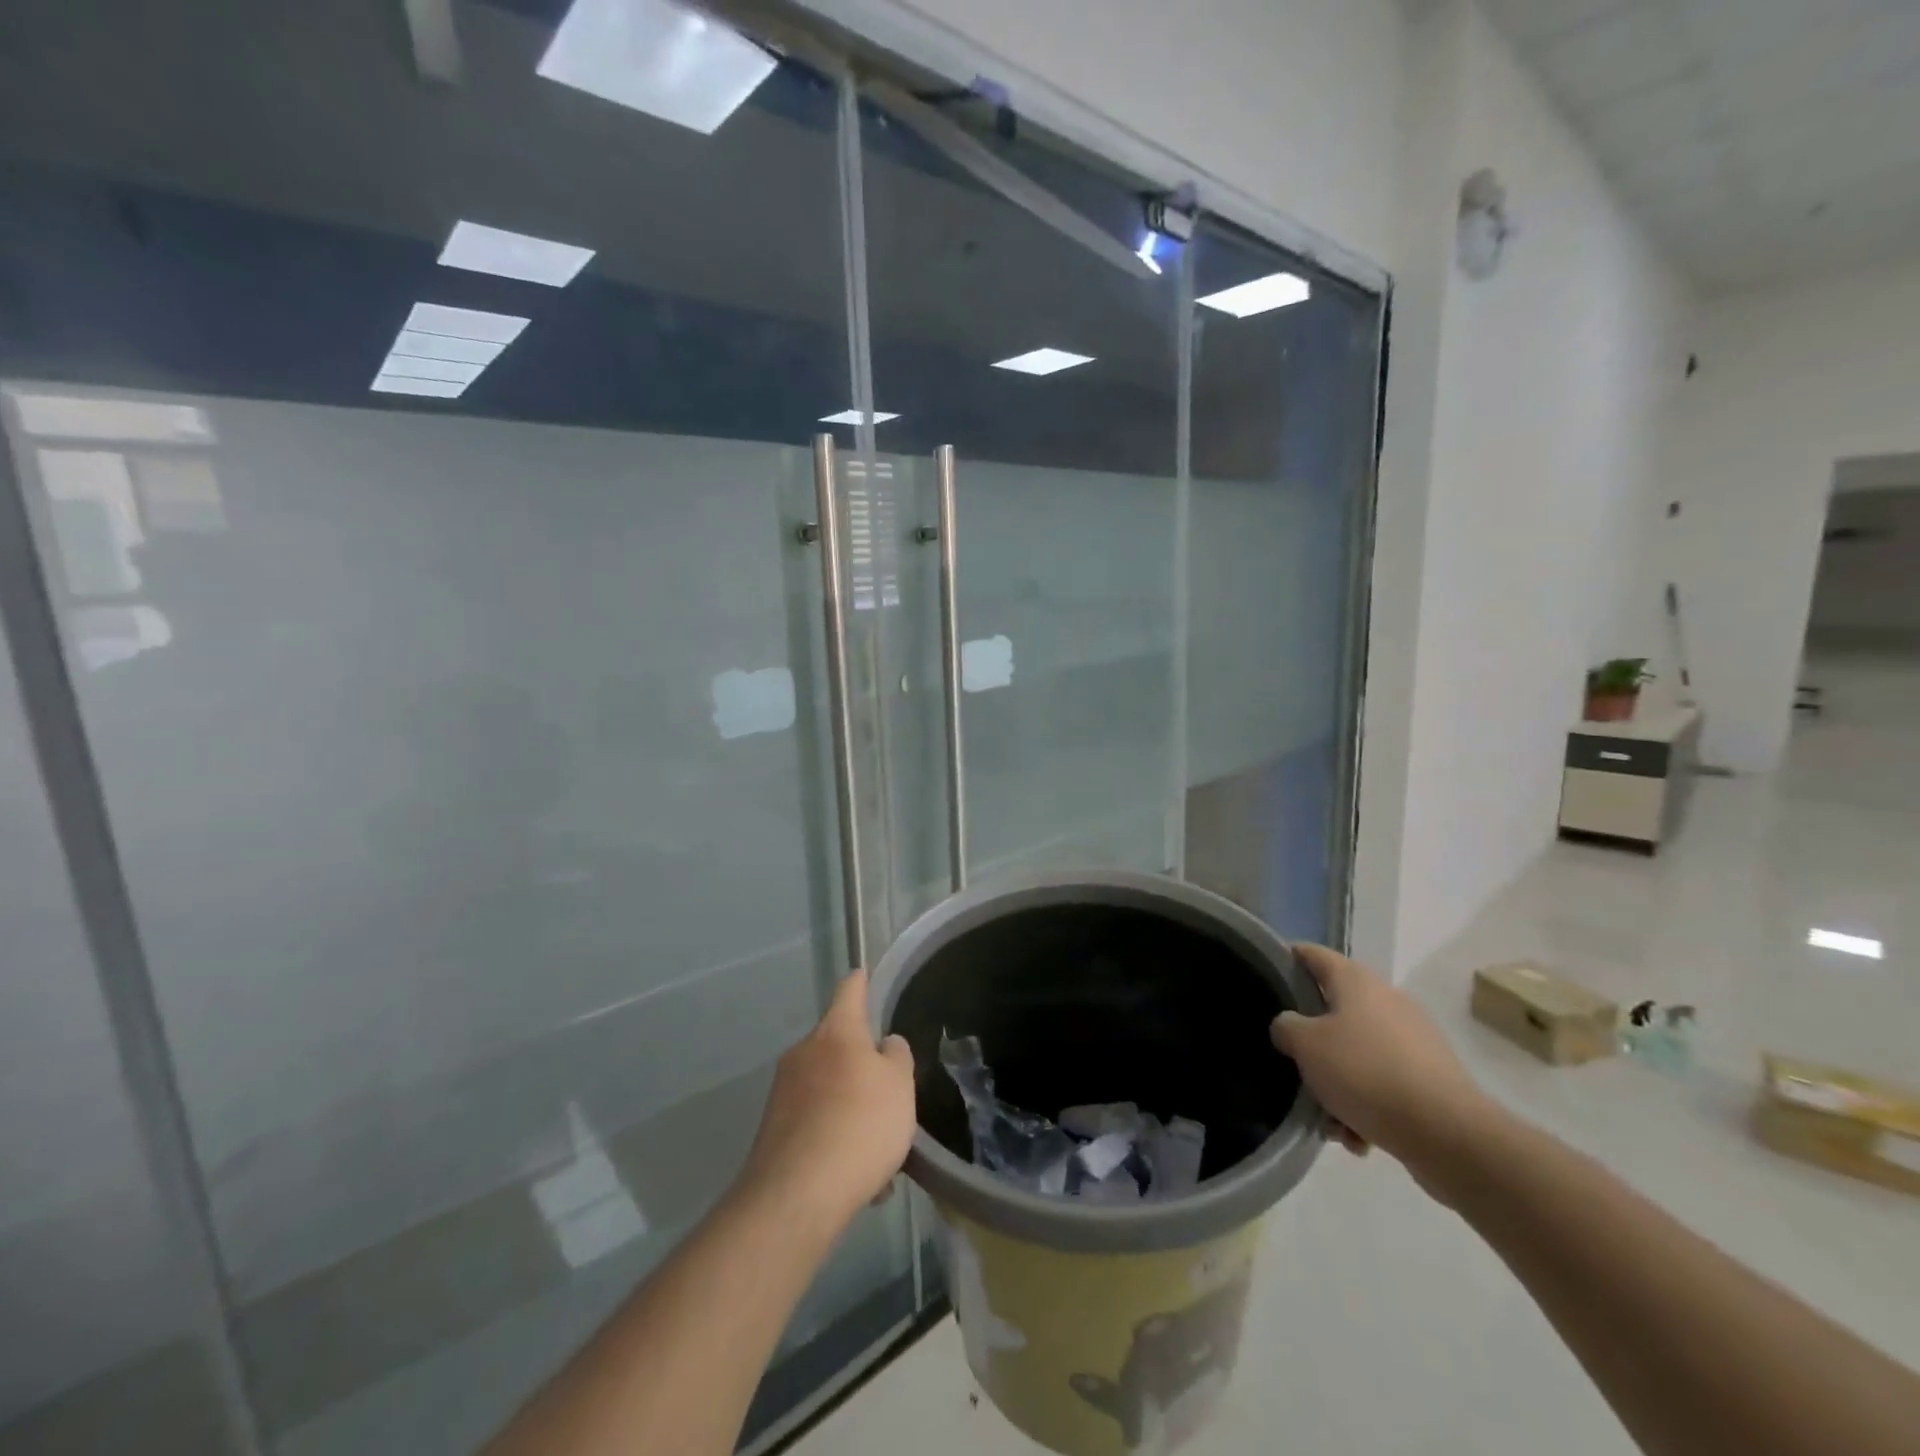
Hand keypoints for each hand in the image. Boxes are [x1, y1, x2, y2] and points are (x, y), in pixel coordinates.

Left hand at [739, 970, 915, 1233]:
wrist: (797, 1196)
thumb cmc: (860, 1125)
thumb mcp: (899, 1085)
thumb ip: (896, 1057)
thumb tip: (883, 1045)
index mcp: (836, 1032)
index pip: (849, 991)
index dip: (860, 982)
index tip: (862, 973)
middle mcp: (804, 1052)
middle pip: (838, 1045)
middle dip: (861, 1066)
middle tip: (890, 1096)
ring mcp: (783, 1091)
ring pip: (828, 1090)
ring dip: (851, 1109)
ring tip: (880, 1154)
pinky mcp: (773, 1130)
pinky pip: (815, 1124)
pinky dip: (836, 1140)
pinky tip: (858, 1180)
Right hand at [1271, 945, 1491, 1184]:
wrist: (1447, 1134)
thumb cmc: (1365, 1073)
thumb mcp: (1306, 1045)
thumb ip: (1286, 1027)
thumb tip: (1290, 1026)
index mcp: (1356, 981)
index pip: (1312, 954)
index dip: (1287, 959)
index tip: (1265, 977)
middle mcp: (1387, 1000)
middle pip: (1334, 1009)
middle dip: (1312, 1040)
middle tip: (1293, 1061)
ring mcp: (1414, 1039)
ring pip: (1358, 1053)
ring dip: (1339, 1082)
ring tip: (1329, 1119)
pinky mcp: (1431, 1077)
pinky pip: (1384, 1083)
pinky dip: (1366, 1105)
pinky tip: (1358, 1137)